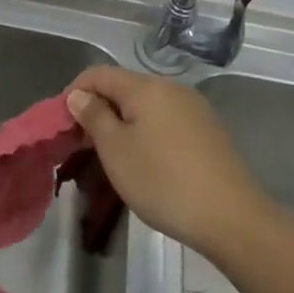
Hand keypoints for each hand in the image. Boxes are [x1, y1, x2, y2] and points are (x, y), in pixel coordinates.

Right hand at [65, 69, 267, 259]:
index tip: (61, 124)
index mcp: (146, 87)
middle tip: (83, 144)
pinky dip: (146, 132)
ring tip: (111, 155)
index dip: (74, 92)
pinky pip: (165, 120)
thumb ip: (94, 116)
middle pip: (123, 87)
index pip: (98, 74)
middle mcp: (172, 89)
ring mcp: (194, 109)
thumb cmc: (163, 181)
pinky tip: (145, 161)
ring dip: (122, 122)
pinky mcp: (208, 131)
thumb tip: (79, 95)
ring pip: (145, 106)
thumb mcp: (116, 150)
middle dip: (98, 109)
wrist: (232, 218)